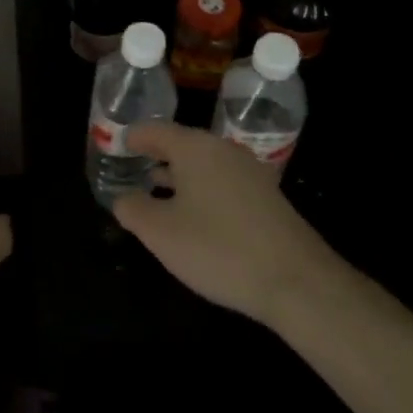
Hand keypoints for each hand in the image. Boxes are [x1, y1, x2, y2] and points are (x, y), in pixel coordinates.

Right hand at [112, 122, 334, 326]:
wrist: (297, 281)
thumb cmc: (218, 248)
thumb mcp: (161, 233)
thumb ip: (133, 209)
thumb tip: (123, 198)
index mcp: (194, 147)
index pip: (154, 130)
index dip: (132, 137)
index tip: (115, 145)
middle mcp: (222, 149)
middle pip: (180, 144)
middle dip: (155, 155)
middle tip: (131, 168)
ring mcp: (248, 171)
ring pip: (202, 164)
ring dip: (178, 175)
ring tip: (155, 191)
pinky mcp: (265, 196)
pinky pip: (221, 182)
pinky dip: (201, 190)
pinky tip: (194, 216)